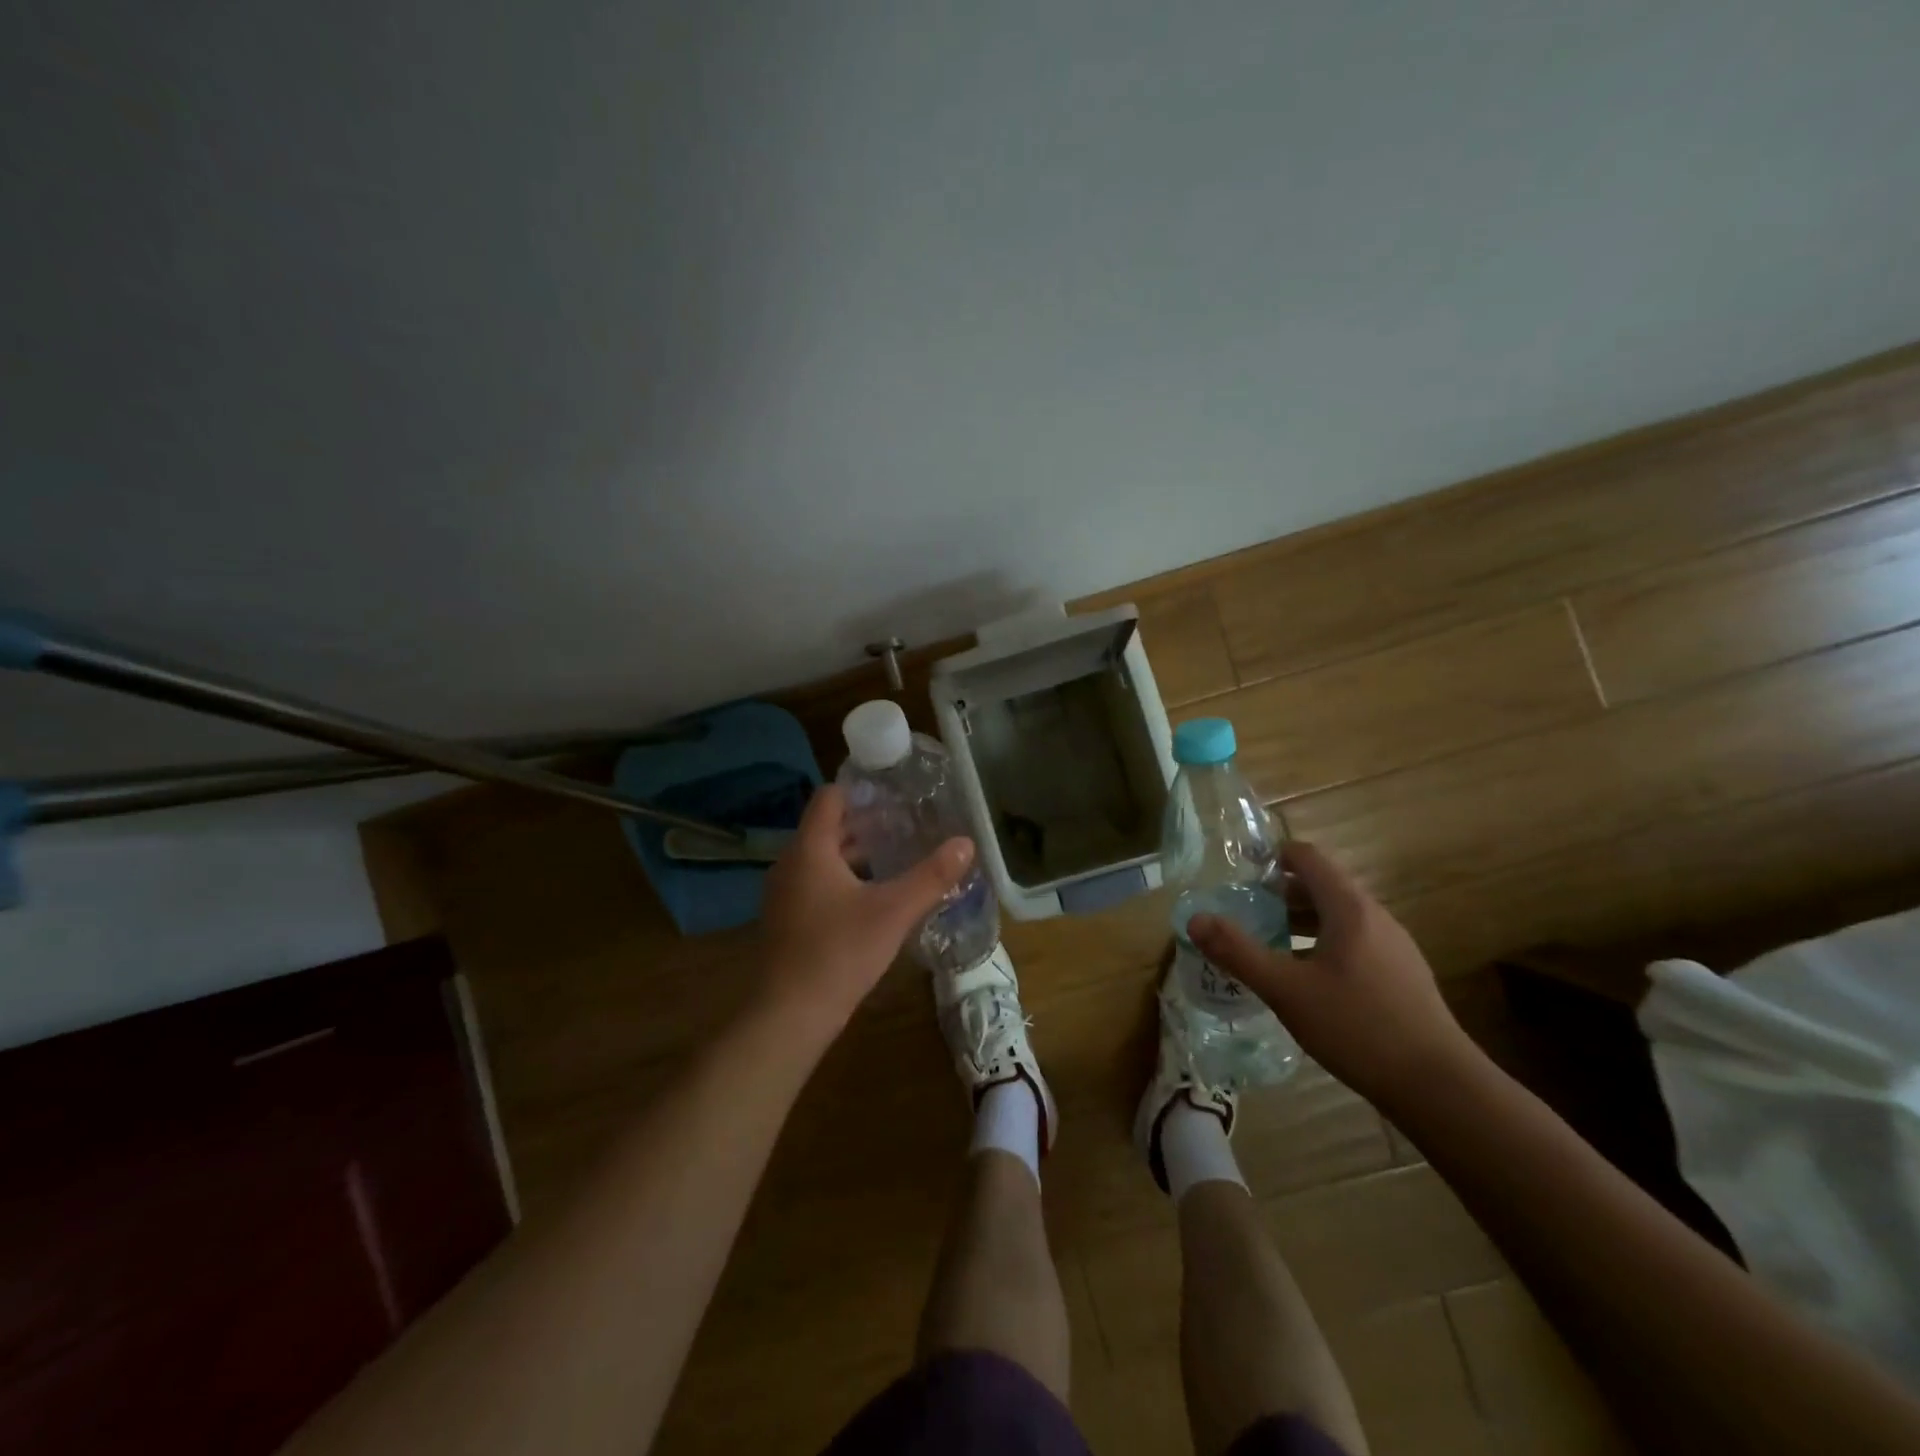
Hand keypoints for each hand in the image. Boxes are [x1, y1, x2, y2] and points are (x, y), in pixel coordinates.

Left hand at [757, 784, 974, 1033]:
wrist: (787, 1016)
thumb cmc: (838, 953)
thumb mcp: (893, 912)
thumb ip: (931, 876)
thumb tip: (966, 843)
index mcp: (809, 849)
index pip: (830, 797)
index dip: (861, 790)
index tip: (896, 794)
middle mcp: (790, 863)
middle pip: (827, 827)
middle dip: (866, 823)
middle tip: (907, 822)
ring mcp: (785, 894)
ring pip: (823, 858)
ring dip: (856, 853)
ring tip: (897, 856)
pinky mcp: (787, 920)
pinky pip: (817, 883)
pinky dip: (844, 879)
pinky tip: (875, 897)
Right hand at [1185, 841, 1479, 1107]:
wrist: (1439, 1087)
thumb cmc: (1357, 1027)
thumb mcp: (1286, 990)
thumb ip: (1238, 952)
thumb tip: (1195, 920)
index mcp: (1349, 908)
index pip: (1308, 858)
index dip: (1272, 856)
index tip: (1241, 873)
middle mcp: (1376, 917)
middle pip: (1323, 885)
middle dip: (1281, 892)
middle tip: (1246, 912)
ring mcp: (1394, 947)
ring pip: (1339, 916)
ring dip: (1301, 920)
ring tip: (1269, 944)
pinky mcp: (1402, 976)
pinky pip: (1355, 941)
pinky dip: (1323, 944)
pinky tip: (1307, 980)